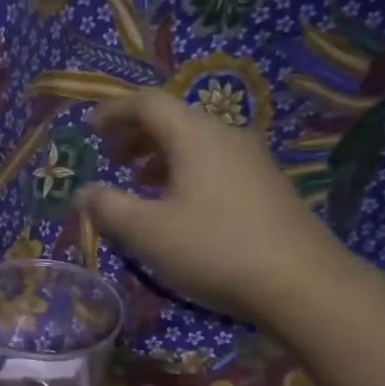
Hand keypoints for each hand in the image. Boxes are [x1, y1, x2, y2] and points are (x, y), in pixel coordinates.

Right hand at [76, 89, 353, 320]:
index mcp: (195, 135)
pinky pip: (214, 163)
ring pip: (196, 143)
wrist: (301, 283)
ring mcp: (252, 160)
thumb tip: (83, 192)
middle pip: (174, 119)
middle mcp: (226, 136)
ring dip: (160, 155)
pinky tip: (178, 206)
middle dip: (135, 134)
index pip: (148, 103)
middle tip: (109, 158)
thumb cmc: (214, 249)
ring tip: (138, 181)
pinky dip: (184, 171)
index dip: (114, 111)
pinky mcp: (266, 186)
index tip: (89, 129)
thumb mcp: (148, 232)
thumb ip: (109, 208)